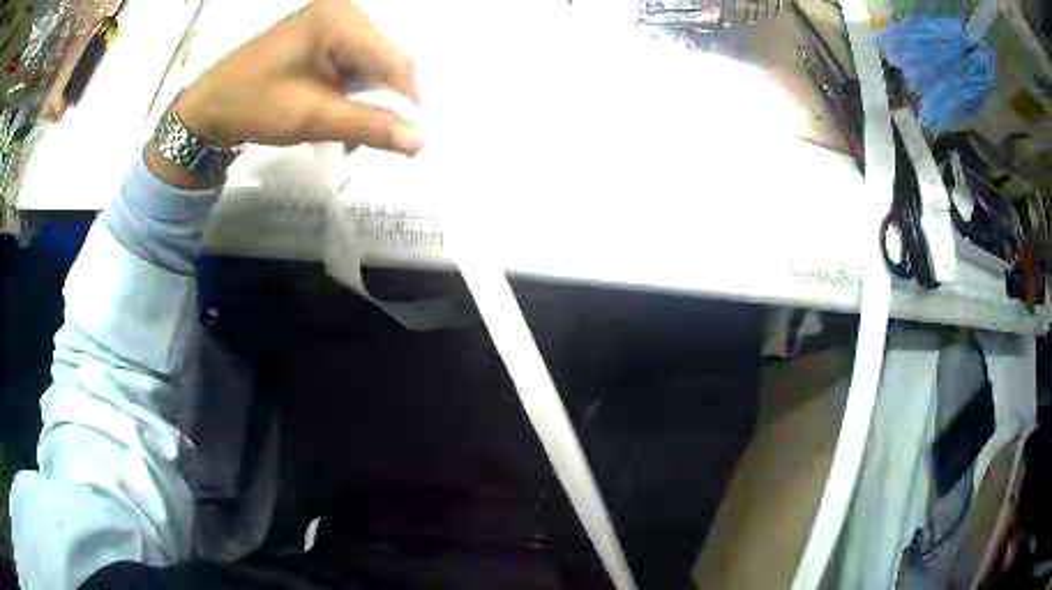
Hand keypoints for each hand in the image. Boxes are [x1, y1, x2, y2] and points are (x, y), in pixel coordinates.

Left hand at [176, 0, 420, 153]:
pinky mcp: (324, 35)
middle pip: (386, 60)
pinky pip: (355, 64)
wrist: (209, 107)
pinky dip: (352, 93)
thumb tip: (421, 141)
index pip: (394, 59)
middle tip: (370, 140)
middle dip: (383, 102)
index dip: (406, 101)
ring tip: (348, 133)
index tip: (408, 140)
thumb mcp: (311, 117)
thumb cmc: (253, 106)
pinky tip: (338, 113)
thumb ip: (368, 126)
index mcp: (339, 19)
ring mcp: (332, 22)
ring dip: (367, 101)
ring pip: (372, 65)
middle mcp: (343, 11)